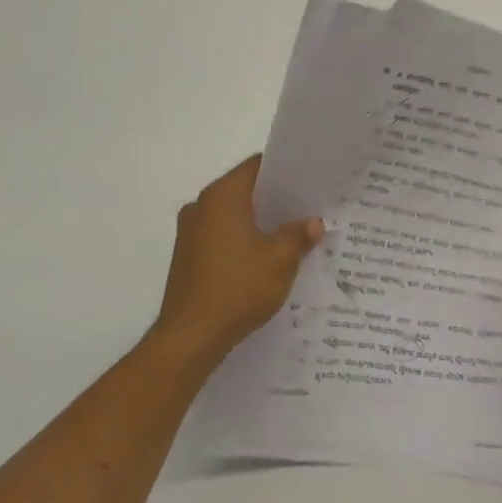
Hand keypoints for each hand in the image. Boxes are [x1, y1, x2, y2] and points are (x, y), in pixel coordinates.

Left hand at [154, 155, 322, 360]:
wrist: (191, 336)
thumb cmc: (238, 288)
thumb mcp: (281, 260)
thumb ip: (299, 235)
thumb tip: (313, 223)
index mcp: (222, 197)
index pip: (256, 166)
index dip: (285, 170)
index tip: (310, 179)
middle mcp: (201, 206)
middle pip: (244, 190)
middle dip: (276, 199)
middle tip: (309, 207)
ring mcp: (190, 233)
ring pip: (233, 215)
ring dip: (260, 223)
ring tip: (293, 235)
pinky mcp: (188, 257)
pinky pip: (222, 236)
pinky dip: (244, 241)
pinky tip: (267, 259)